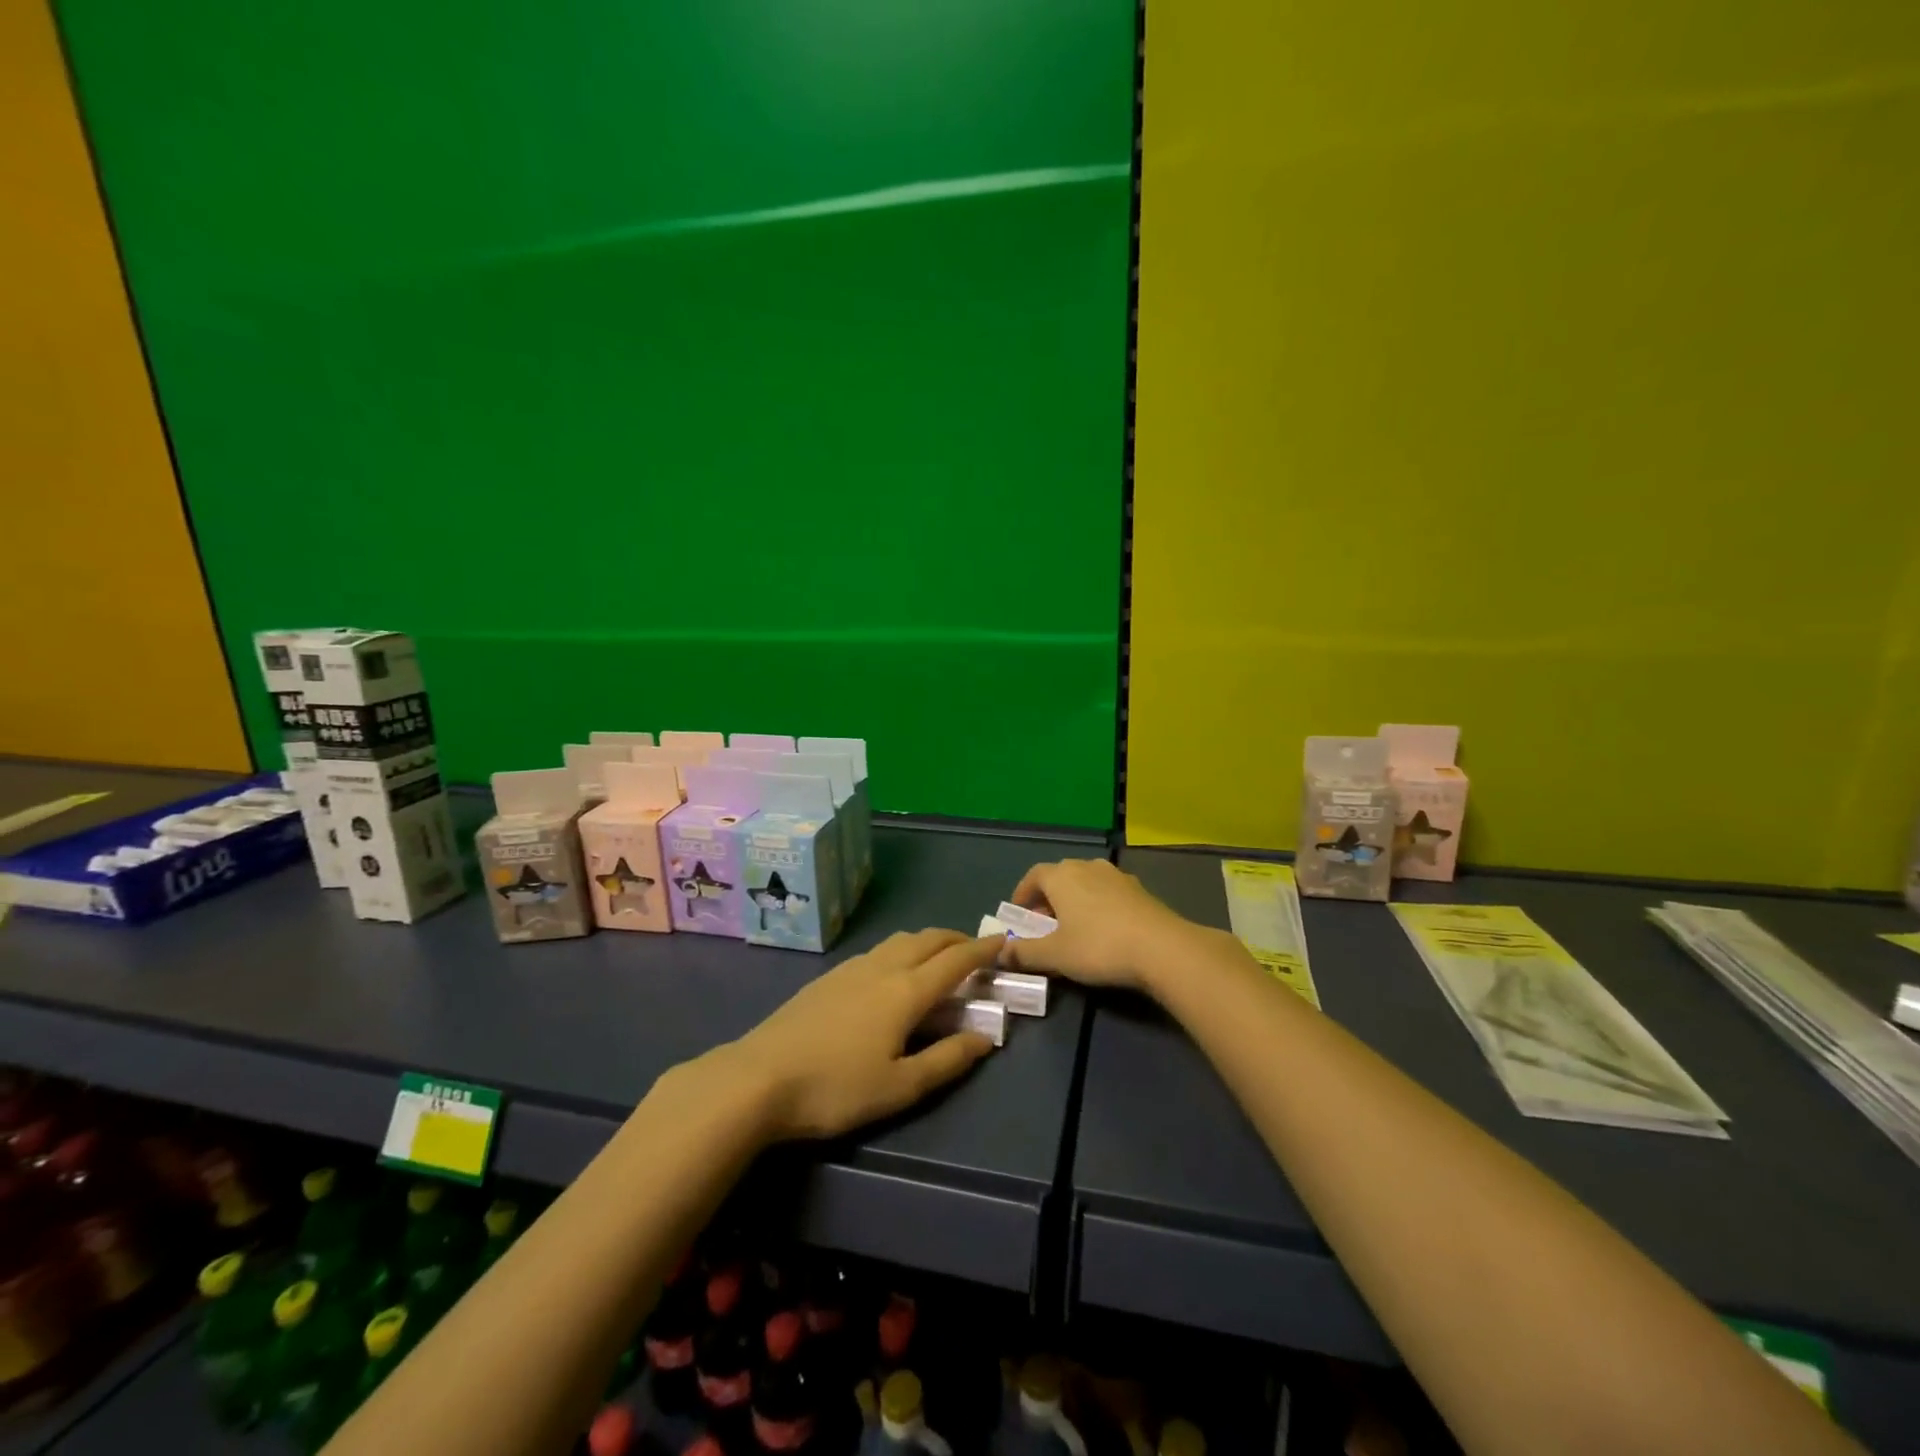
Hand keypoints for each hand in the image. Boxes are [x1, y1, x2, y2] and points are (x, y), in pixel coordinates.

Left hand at [723, 930, 1000, 1140]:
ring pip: (900, 940)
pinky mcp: (829, 977)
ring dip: (927, 941)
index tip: (1003, 942)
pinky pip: (878, 950)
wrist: (758, 1077)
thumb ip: (947, 1060)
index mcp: (906, 991)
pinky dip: (901, 950)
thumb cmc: (836, 1088)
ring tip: (937, 959)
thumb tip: (986, 1038)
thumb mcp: (900, 1087)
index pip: (955, 960)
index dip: (982, 949)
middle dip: (956, 939)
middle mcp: (883, 967)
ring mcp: (852, 968)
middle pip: (928, 939)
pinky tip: (892, 974)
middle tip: (974, 950)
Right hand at [1002, 859, 1214, 992]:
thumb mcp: (1055, 955)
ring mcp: (1116, 875)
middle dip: (1048, 898)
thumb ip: (1024, 952)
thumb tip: (1001, 952)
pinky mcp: (1139, 889)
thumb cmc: (1099, 947)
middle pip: (1060, 876)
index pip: (1033, 876)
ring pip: (1086, 882)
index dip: (1022, 894)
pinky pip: (1108, 892)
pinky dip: (1098, 905)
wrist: (1162, 948)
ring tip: (1073, 927)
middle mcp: (1087, 866)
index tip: (1018, 914)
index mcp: (1061, 876)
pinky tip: (1104, 929)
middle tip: (1043, 924)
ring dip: (1074, 900)